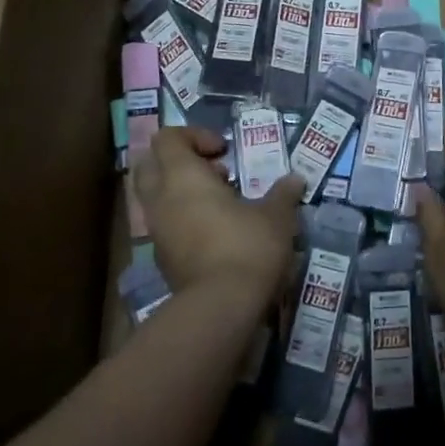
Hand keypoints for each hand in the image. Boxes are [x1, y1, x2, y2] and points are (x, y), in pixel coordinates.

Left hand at [132, 127, 304, 308]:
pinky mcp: (161, 260)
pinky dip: (183, 219)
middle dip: (178, 161)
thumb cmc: (247, 246)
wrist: (221, 309)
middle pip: (149, 164)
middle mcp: (161, 199)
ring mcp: (157, 232)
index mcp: (182, 176)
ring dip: (182, 192)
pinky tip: (216, 231)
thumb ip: (283, 193)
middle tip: (214, 171)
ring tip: (221, 203)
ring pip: (155, 198)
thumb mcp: (276, 215)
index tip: (224, 150)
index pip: (167, 138)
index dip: (194, 136)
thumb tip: (295, 180)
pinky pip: (164, 225)